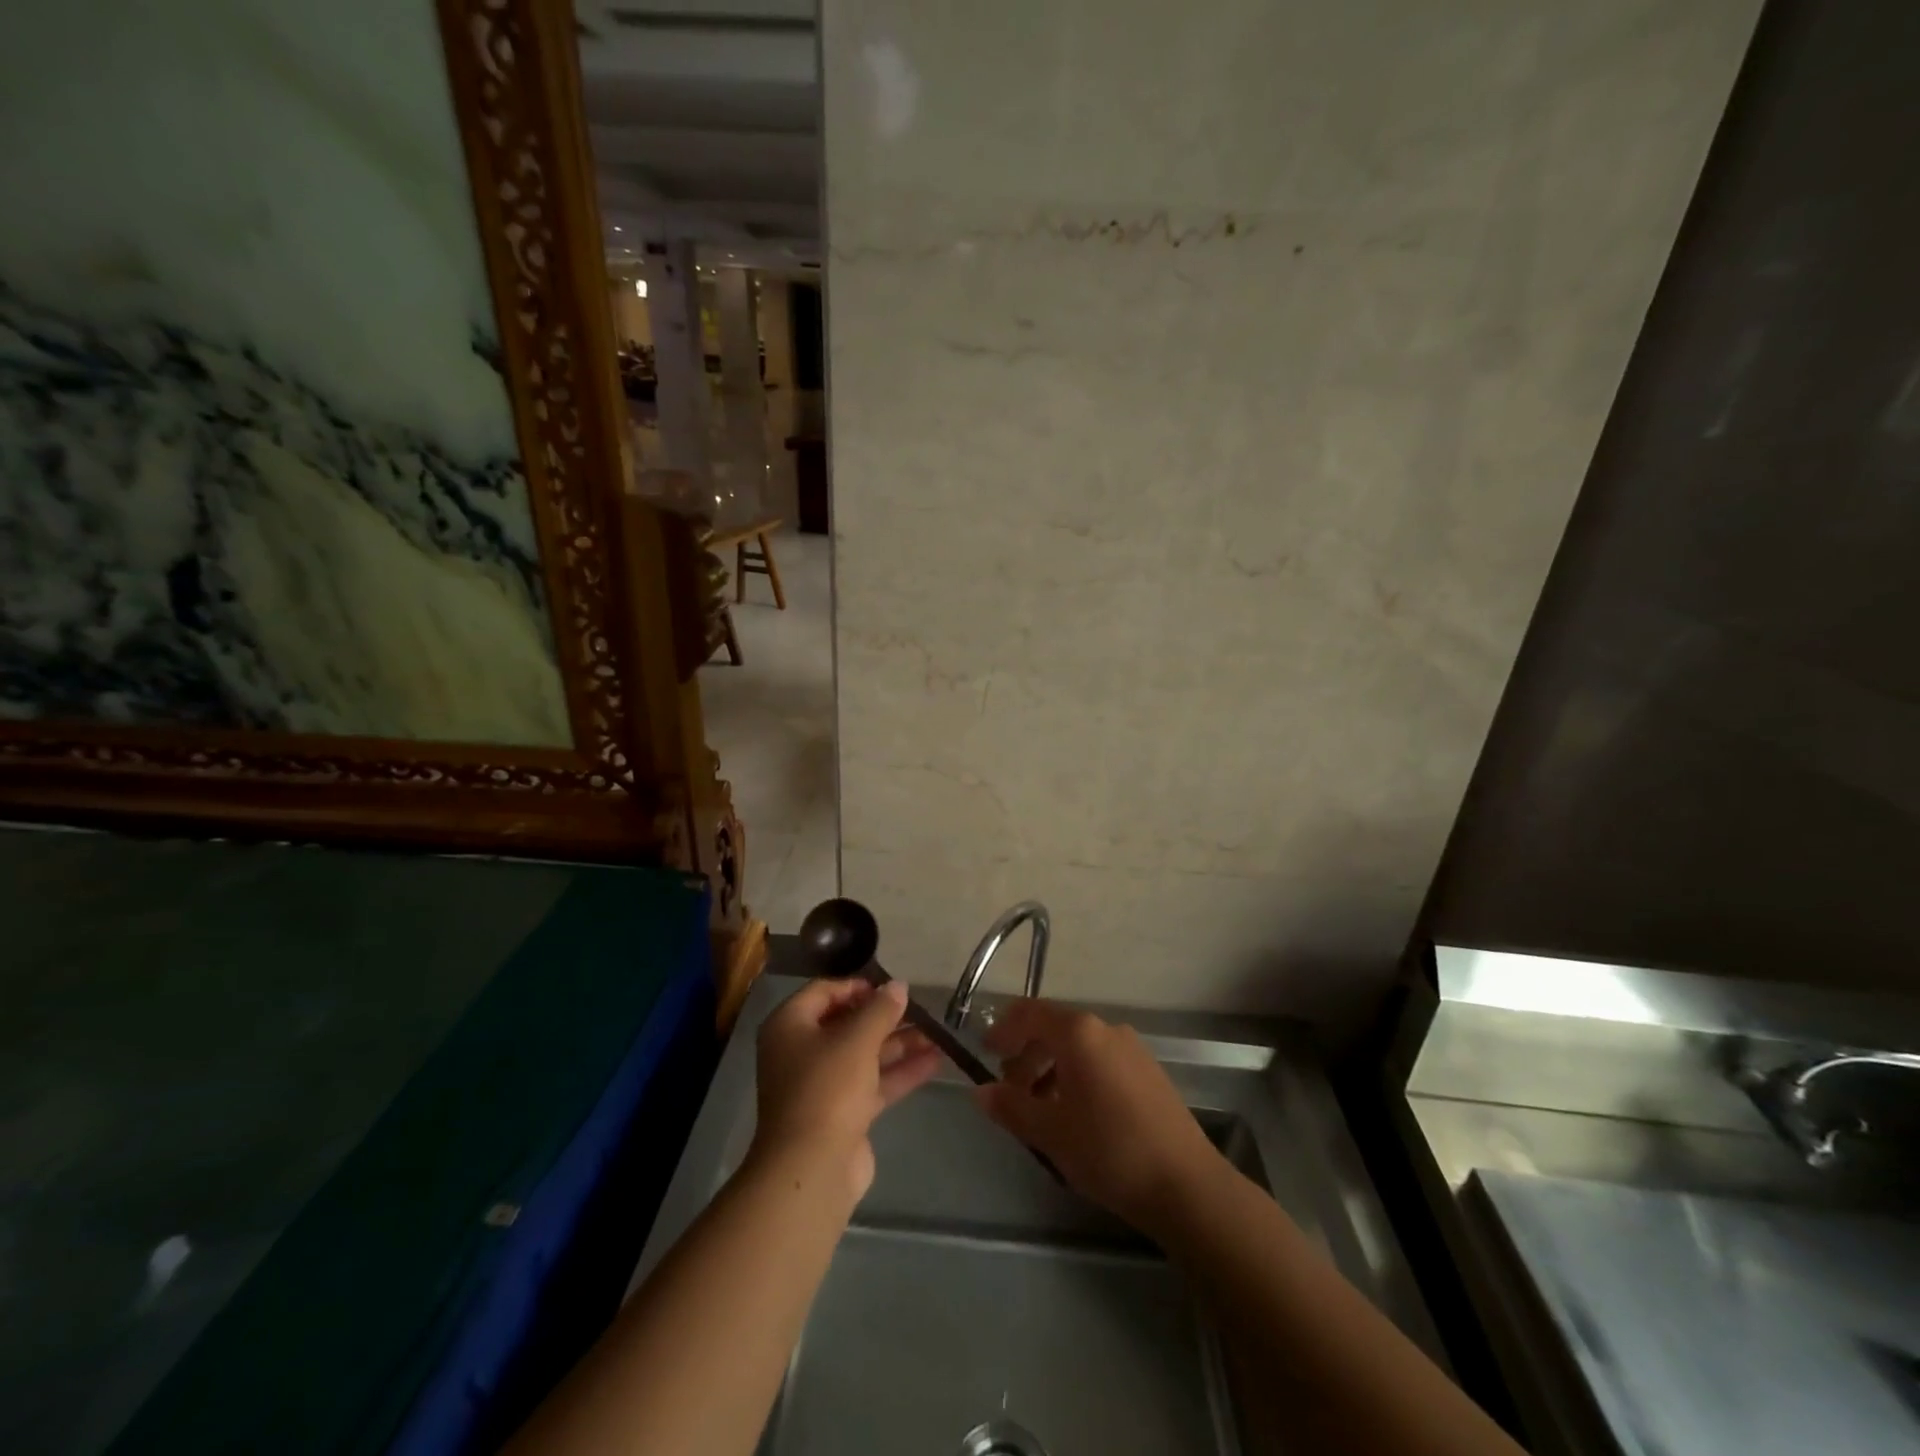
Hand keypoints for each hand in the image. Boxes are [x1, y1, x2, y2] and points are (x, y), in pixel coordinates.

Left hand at [751, 977, 941, 1201]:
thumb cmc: (827, 1088)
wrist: (813, 1169)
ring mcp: (822, 1085)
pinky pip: (873, 1083)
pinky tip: (935, 1061)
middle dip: (887, 1018)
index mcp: (790, 1026)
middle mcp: (801, 1051)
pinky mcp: (842, 1113)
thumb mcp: (857, 1040)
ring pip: (864, 1054)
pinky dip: (900, 1072)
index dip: (858, 986)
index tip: (891, 988)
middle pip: (847, 1024)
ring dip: (900, 1044)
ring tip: (940, 1034)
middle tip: (923, 1009)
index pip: (824, 991)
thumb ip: (881, 1009)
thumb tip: (898, 985)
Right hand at [975, 999, 1223, 1233]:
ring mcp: (1131, 1048)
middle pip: (1053, 1028)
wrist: (1186, 1185)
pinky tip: (1077, 1116)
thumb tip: (980, 1091)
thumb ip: (1010, 1107)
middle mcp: (1105, 1029)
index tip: (985, 1054)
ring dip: (1051, 1068)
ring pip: (1078, 1046)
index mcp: (1078, 1033)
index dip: (1002, 1029)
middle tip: (1010, 1092)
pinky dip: (1078, 1076)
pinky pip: (1101, 1060)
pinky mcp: (1148, 1071)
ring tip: (1041, 1110)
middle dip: (1026, 1055)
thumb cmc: (1109, 1151)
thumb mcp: (1050, 1133)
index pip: (1028, 1013)